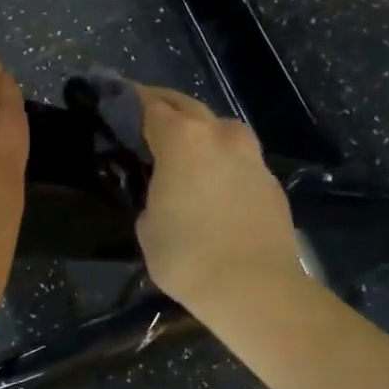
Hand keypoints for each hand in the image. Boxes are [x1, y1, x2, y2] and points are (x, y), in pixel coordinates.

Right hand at [133, 85, 306, 321]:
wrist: (254, 287)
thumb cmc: (186, 256)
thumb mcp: (147, 225)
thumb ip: (152, 194)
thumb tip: (165, 191)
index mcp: (182, 139)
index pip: (150, 105)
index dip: (131, 100)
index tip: (118, 100)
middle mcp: (220, 135)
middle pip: (188, 106)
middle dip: (165, 106)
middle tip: (146, 116)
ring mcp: (251, 156)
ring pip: (221, 129)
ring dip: (201, 131)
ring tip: (185, 150)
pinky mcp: (271, 181)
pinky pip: (239, 159)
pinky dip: (222, 161)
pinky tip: (213, 184)